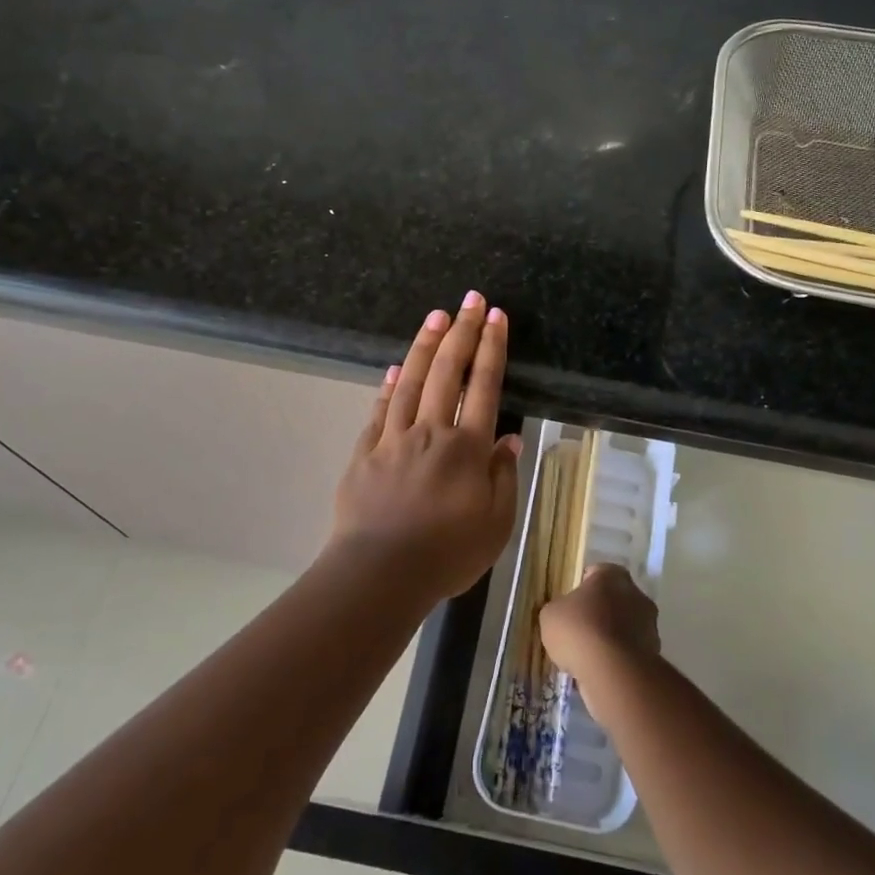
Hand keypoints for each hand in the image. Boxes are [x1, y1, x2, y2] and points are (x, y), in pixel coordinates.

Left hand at [330, 292, 523, 599]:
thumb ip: (503, 477)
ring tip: (436, 316)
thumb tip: (508, 439)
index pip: (484, 386)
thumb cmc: (447, 555)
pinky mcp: (365, 453)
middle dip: (461, 332)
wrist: (379, 574)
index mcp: (467, 448)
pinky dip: (389, 385)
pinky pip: (379, 410)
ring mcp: (393, 439)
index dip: (491, 348)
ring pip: (411, 381)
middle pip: (447, 372)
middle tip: (470, 300)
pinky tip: (395, 368)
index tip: (496, 317)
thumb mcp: (496, 524)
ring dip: (426, 346)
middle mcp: (430, 432)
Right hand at [540, 563, 660, 686]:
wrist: (611, 671)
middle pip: (614, 600)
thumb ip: (559, 609)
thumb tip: (564, 615)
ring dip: (611, 637)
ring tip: (588, 656)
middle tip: (578, 631)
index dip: (581, 589)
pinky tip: (601, 670)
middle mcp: (636, 593)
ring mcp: (649, 625)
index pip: (595, 574)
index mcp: (612, 575)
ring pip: (624, 627)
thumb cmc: (578, 630)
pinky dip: (618, 659)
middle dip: (599, 613)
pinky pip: (629, 652)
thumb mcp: (551, 614)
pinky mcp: (654, 653)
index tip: (570, 606)